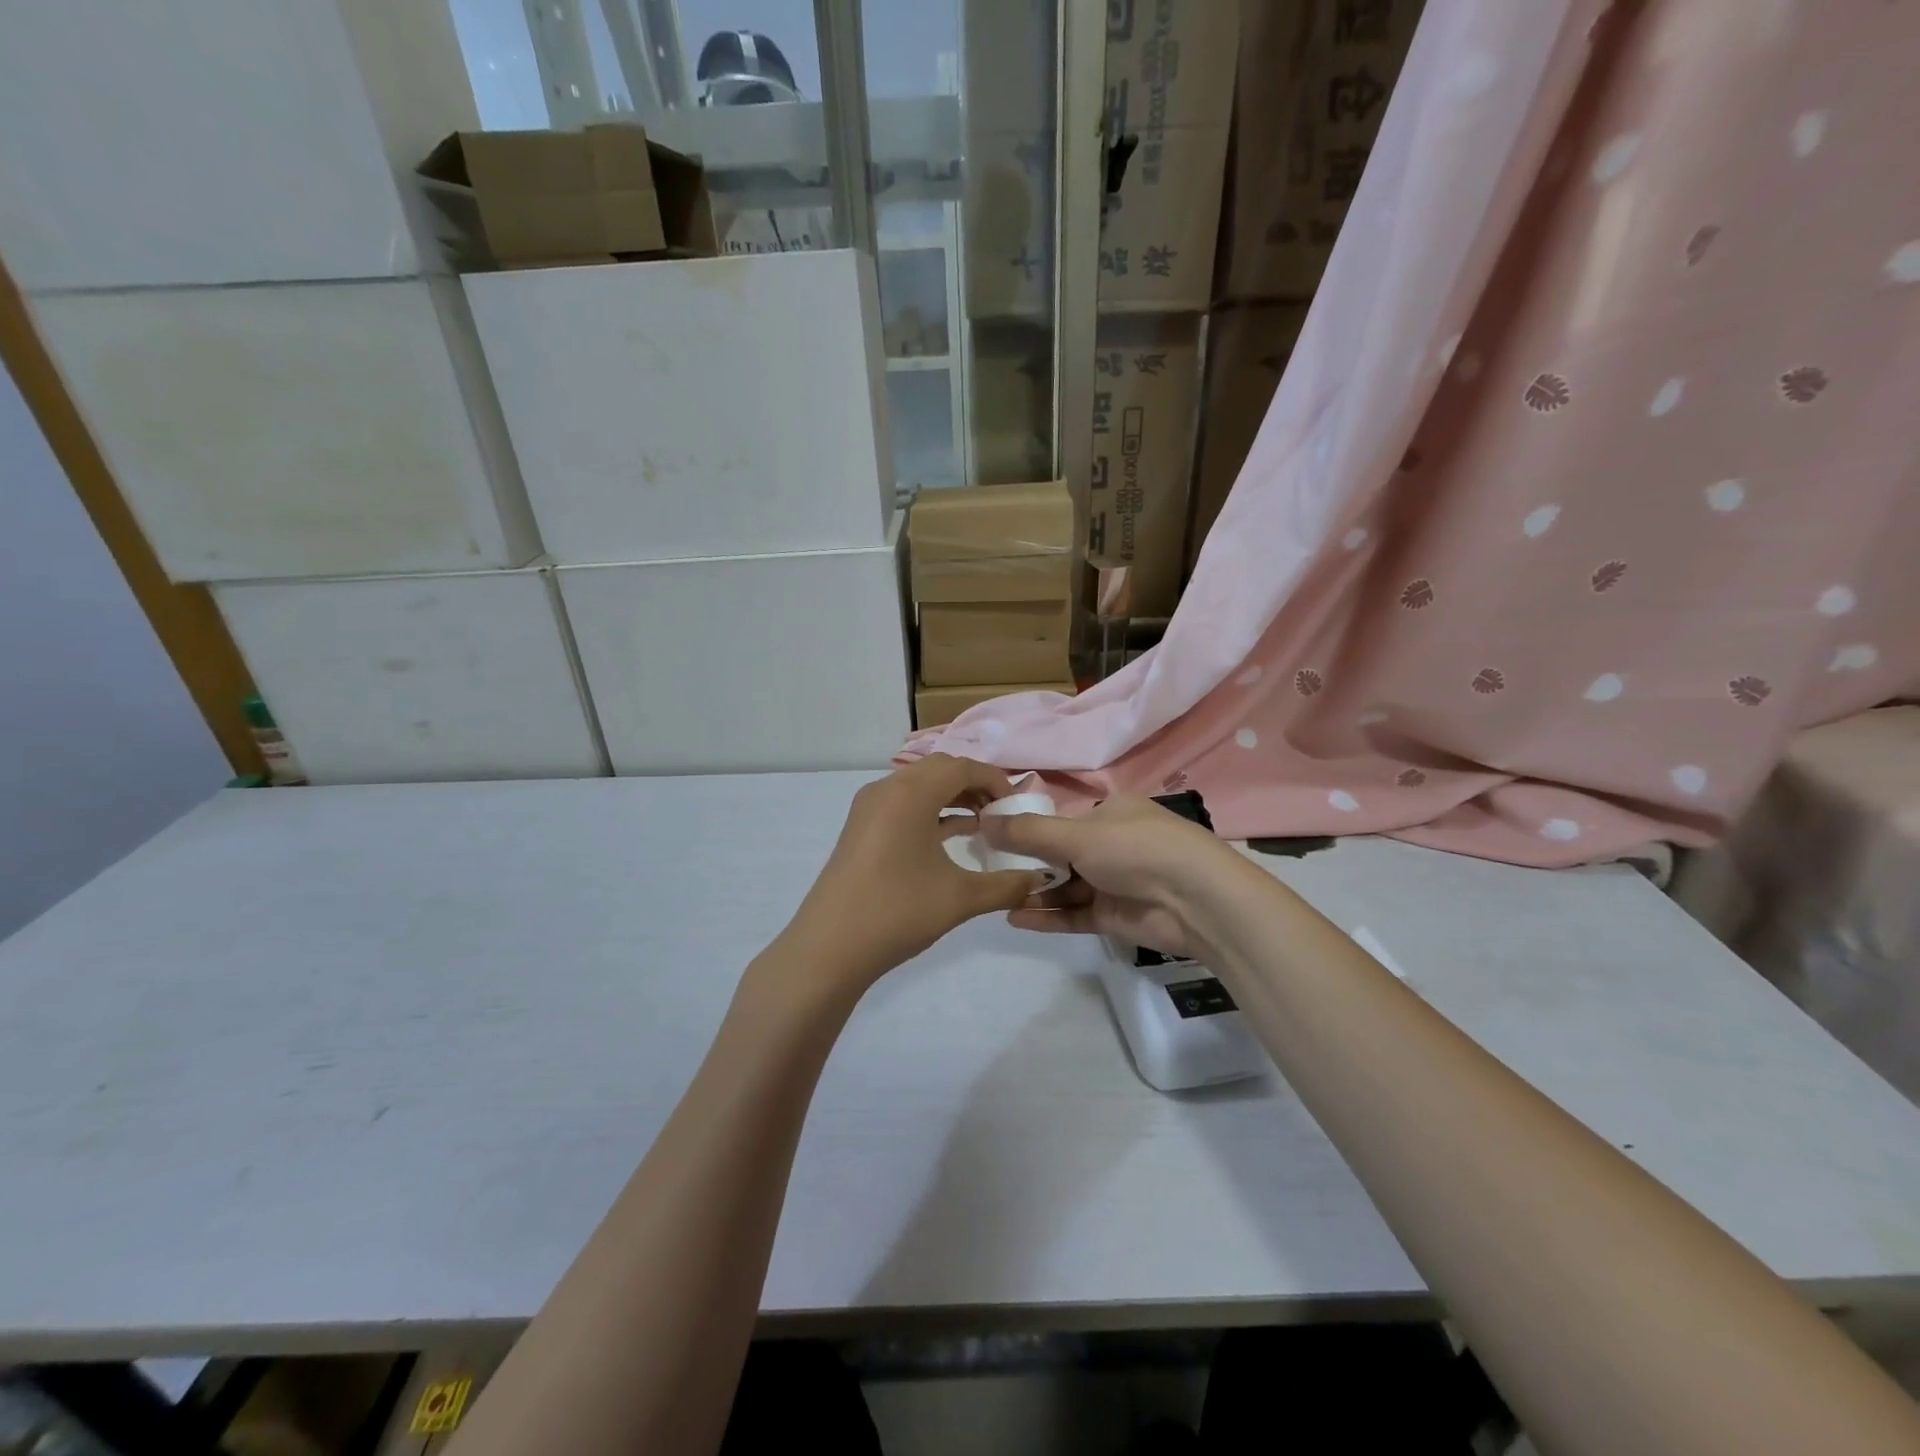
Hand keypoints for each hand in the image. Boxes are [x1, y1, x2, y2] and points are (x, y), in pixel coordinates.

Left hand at [778, 755, 1051, 994]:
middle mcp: (886, 789)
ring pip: (919, 787)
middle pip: (939, 770)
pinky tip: (950, 837)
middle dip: (974, 786)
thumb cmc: (897, 911)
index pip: (961, 767)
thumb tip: (1040, 881)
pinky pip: (902, 805)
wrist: (829, 948)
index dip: (994, 781)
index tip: (1017, 806)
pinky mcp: (860, 829)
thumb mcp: (960, 898)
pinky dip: (929, 812)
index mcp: (910, 793)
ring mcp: (868, 809)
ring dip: (951, 798)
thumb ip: (1006, 885)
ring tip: (982, 824)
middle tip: (1001, 813)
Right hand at [981, 794, 1236, 959]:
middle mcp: (1109, 844)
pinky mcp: (1113, 916)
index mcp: (1108, 812)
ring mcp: (1112, 882)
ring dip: (1033, 891)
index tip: (989, 837)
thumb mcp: (1077, 834)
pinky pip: (1072, 914)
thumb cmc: (1136, 849)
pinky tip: (1014, 917)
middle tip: (985, 870)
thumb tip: (982, 820)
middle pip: (1058, 854)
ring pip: (1063, 886)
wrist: (1196, 900)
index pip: (1058, 819)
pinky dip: (1047, 916)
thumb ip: (1028, 833)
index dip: (1026, 828)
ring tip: (994, 896)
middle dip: (1025, 863)